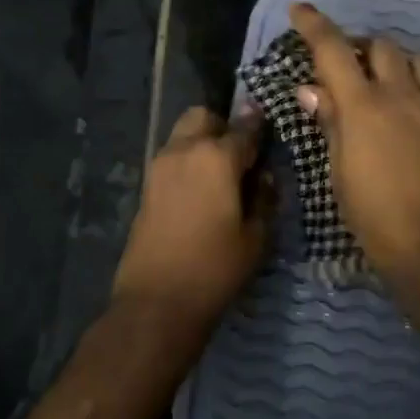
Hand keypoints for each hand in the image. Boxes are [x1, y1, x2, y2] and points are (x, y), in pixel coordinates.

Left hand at [111, 106, 274, 326]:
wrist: (156, 301)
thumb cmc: (214, 268)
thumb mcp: (256, 237)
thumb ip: (265, 198)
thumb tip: (265, 177)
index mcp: (216, 157)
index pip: (246, 127)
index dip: (262, 128)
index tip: (272, 132)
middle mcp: (184, 150)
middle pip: (204, 117)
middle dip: (224, 127)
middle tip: (242, 157)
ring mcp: (160, 166)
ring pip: (184, 134)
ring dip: (203, 143)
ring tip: (222, 177)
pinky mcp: (147, 186)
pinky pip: (173, 158)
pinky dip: (189, 162)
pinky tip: (203, 192)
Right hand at [290, 3, 419, 288]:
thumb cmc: (377, 218)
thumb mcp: (340, 173)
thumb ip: (330, 123)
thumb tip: (312, 89)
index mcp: (364, 106)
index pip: (334, 49)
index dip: (314, 25)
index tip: (299, 9)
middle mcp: (403, 94)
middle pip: (382, 45)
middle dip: (360, 46)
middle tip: (344, 66)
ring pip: (415, 61)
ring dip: (392, 62)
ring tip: (380, 84)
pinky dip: (416, 86)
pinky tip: (409, 115)